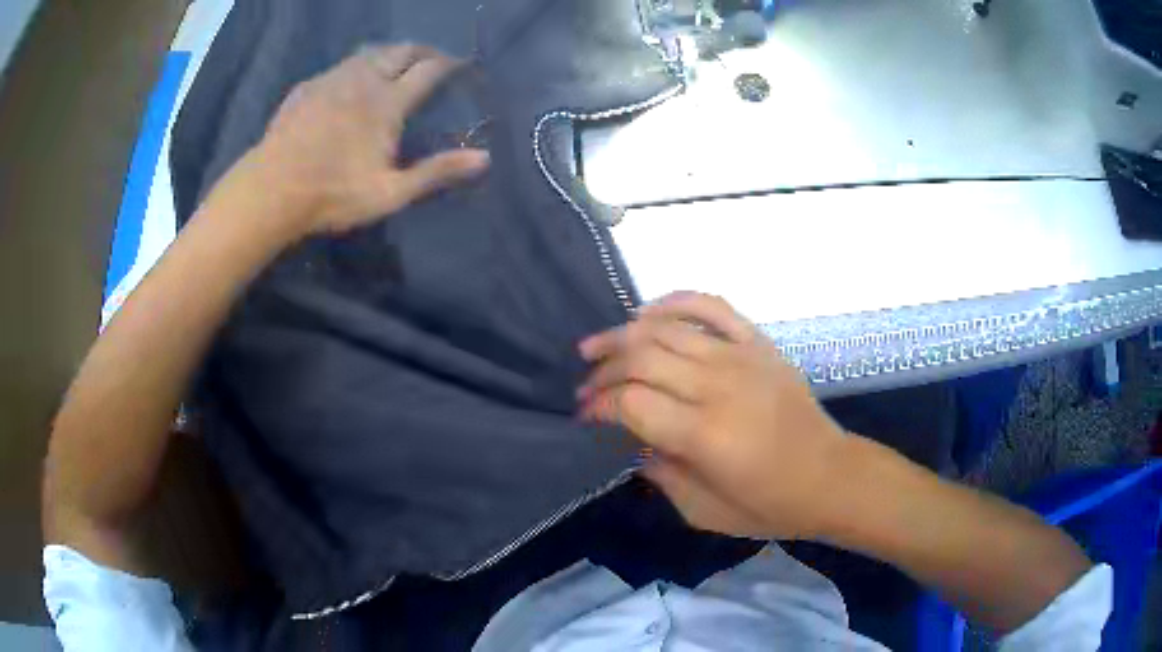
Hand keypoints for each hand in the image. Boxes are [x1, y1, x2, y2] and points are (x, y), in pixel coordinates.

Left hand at [249, 43, 489, 237]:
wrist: (271, 191)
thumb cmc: (332, 195)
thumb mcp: (390, 193)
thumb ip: (436, 173)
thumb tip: (484, 158)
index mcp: (388, 102)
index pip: (428, 70)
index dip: (449, 64)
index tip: (461, 65)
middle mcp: (364, 79)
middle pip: (401, 50)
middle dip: (422, 51)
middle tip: (432, 60)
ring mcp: (333, 79)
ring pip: (369, 52)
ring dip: (389, 53)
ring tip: (395, 64)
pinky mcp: (308, 87)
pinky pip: (340, 66)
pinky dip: (357, 66)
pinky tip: (351, 82)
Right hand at [578, 293, 846, 539]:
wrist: (831, 477)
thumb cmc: (769, 505)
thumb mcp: (703, 512)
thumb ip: (660, 475)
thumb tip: (631, 442)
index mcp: (703, 434)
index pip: (629, 401)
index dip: (597, 405)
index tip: (584, 416)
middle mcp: (717, 385)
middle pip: (640, 357)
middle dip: (602, 370)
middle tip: (586, 386)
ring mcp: (740, 356)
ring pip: (665, 328)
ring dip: (622, 334)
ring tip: (597, 348)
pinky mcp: (758, 343)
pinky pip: (711, 306)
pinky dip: (675, 302)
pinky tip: (648, 312)